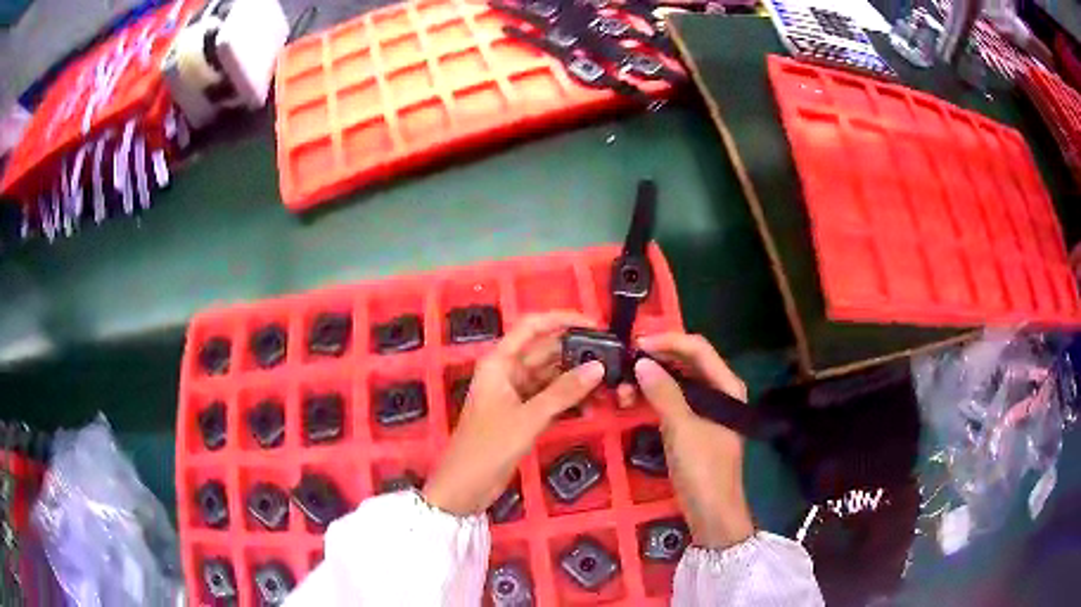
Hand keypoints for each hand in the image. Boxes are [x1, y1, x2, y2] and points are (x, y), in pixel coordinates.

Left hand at [423, 312, 604, 515]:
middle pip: (545, 350)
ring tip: (609, 381)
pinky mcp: (522, 414)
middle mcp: (507, 371)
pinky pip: (550, 397)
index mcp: (499, 362)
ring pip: (551, 375)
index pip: (532, 326)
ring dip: (576, 378)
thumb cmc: (488, 447)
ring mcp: (515, 394)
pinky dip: (569, 399)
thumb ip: (564, 392)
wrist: (466, 486)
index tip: (594, 323)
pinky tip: (593, 404)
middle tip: (612, 357)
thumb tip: (598, 367)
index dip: (562, 319)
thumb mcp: (528, 418)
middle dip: (576, 352)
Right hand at [632, 333, 753, 549]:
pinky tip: (633, 402)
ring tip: (622, 390)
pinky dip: (653, 398)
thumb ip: (663, 392)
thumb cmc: (703, 469)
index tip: (635, 345)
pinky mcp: (694, 427)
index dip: (667, 341)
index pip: (697, 349)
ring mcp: (706, 410)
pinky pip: (672, 402)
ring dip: (651, 381)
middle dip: (655, 361)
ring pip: (677, 383)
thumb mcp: (682, 429)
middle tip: (623, 366)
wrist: (712, 514)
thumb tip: (641, 362)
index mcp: (727, 386)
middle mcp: (719, 392)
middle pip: (687, 363)